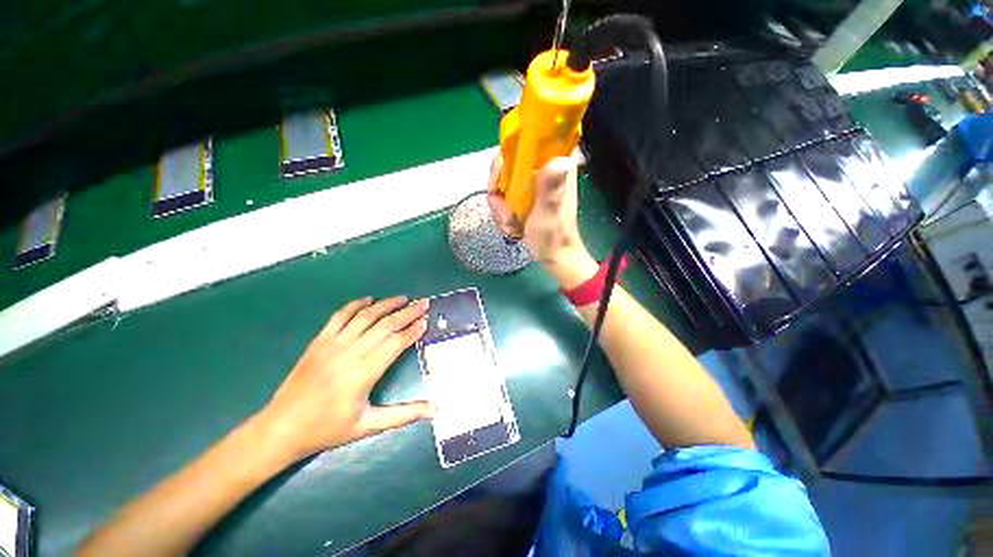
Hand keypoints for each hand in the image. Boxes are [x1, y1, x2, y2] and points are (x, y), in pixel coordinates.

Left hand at [255, 296, 431, 461]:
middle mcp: (349, 353)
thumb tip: (434, 411)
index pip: (395, 343)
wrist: (281, 428)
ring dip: (386, 304)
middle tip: (424, 303)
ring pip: (365, 317)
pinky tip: (369, 299)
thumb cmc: (327, 429)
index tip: (426, 321)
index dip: (412, 331)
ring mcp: (332, 344)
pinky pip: (340, 316)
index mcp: (363, 374)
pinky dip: (355, 305)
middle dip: (407, 313)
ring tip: (404, 298)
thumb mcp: (368, 426)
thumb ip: (403, 415)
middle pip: (385, 326)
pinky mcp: (319, 341)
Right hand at [487, 154, 595, 287]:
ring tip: (507, 223)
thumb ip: (551, 188)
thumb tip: (560, 159)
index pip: (527, 142)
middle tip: (503, 211)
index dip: (507, 156)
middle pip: (509, 162)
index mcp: (556, 166)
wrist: (554, 256)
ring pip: (504, 180)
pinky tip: (508, 225)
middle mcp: (544, 169)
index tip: (498, 180)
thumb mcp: (550, 212)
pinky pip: (505, 194)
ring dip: (500, 204)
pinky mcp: (527, 196)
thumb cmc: (554, 236)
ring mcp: (534, 183)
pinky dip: (502, 210)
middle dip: (499, 188)